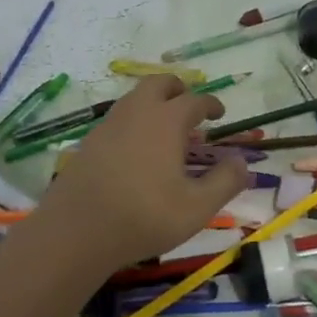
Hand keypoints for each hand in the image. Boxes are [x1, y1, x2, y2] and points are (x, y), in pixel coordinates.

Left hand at [28, 76, 250, 272]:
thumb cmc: (144, 217)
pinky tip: (138, 149)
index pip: (195, 100)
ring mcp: (108, 125)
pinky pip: (118, 118)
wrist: (75, 233)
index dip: (211, 104)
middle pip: (159, 83)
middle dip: (178, 89)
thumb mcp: (197, 207)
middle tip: (190, 108)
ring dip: (154, 103)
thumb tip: (241, 162)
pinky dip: (134, 121)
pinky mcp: (89, 142)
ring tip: (166, 129)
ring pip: (135, 98)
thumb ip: (225, 182)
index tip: (219, 114)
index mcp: (166, 121)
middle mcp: (137, 113)